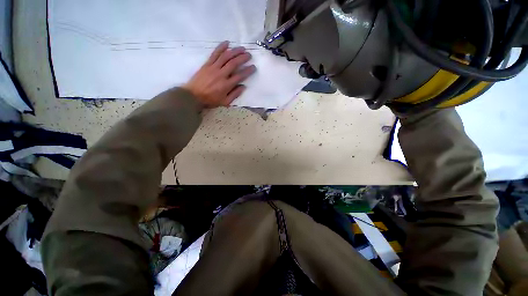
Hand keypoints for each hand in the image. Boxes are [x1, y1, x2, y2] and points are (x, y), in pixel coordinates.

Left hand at [183, 41, 255, 107]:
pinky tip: (227, 43)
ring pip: (226, 56)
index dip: (248, 71)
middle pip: (234, 63)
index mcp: (226, 85)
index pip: (240, 76)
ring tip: (242, 48)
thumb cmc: (210, 100)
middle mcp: (221, 74)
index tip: (253, 67)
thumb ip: (235, 94)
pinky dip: (221, 47)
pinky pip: (215, 54)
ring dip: (235, 51)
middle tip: (249, 55)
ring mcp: (213, 68)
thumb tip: (243, 86)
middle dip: (243, 58)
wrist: (193, 95)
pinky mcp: (207, 64)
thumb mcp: (225, 102)